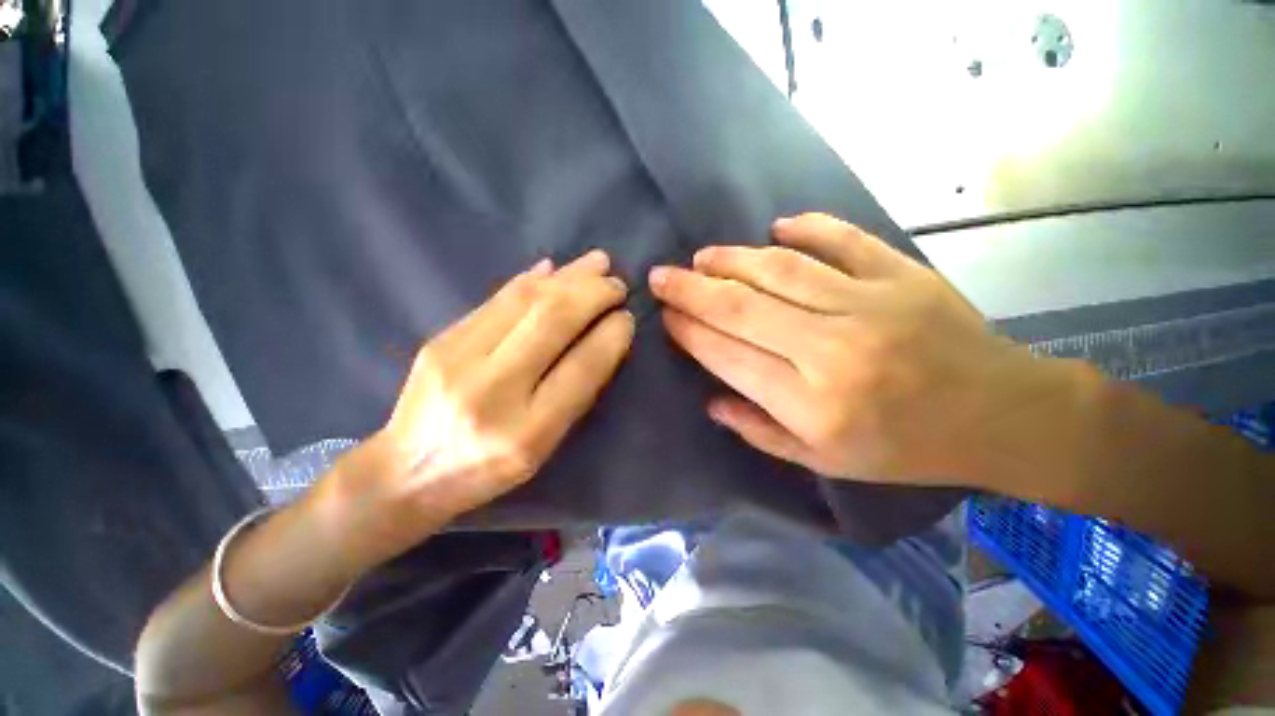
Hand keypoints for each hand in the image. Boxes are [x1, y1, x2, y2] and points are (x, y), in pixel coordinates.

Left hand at [324, 250, 633, 570]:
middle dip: (592, 294)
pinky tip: (552, 269)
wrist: (406, 472)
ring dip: (568, 277)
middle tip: (617, 283)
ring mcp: (458, 359)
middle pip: (552, 322)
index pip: (581, 368)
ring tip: (596, 262)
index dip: (610, 336)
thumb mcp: (543, 447)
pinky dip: (530, 280)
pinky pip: (496, 300)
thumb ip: (575, 394)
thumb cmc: (487, 470)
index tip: (627, 317)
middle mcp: (492, 391)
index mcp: (527, 432)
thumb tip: (603, 338)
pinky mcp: (440, 340)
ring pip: (525, 301)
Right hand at [649, 213, 1033, 485]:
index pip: (729, 355)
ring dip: (732, 260)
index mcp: (812, 404)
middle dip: (691, 290)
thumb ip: (758, 431)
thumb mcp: (823, 460)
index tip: (666, 317)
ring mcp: (870, 305)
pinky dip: (807, 228)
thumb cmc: (903, 448)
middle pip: (742, 309)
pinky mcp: (902, 275)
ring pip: (781, 270)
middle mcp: (832, 351)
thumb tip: (710, 400)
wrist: (999, 416)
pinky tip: (777, 227)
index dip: (690, 332)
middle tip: (661, 276)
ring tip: (702, 258)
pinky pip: (844, 240)